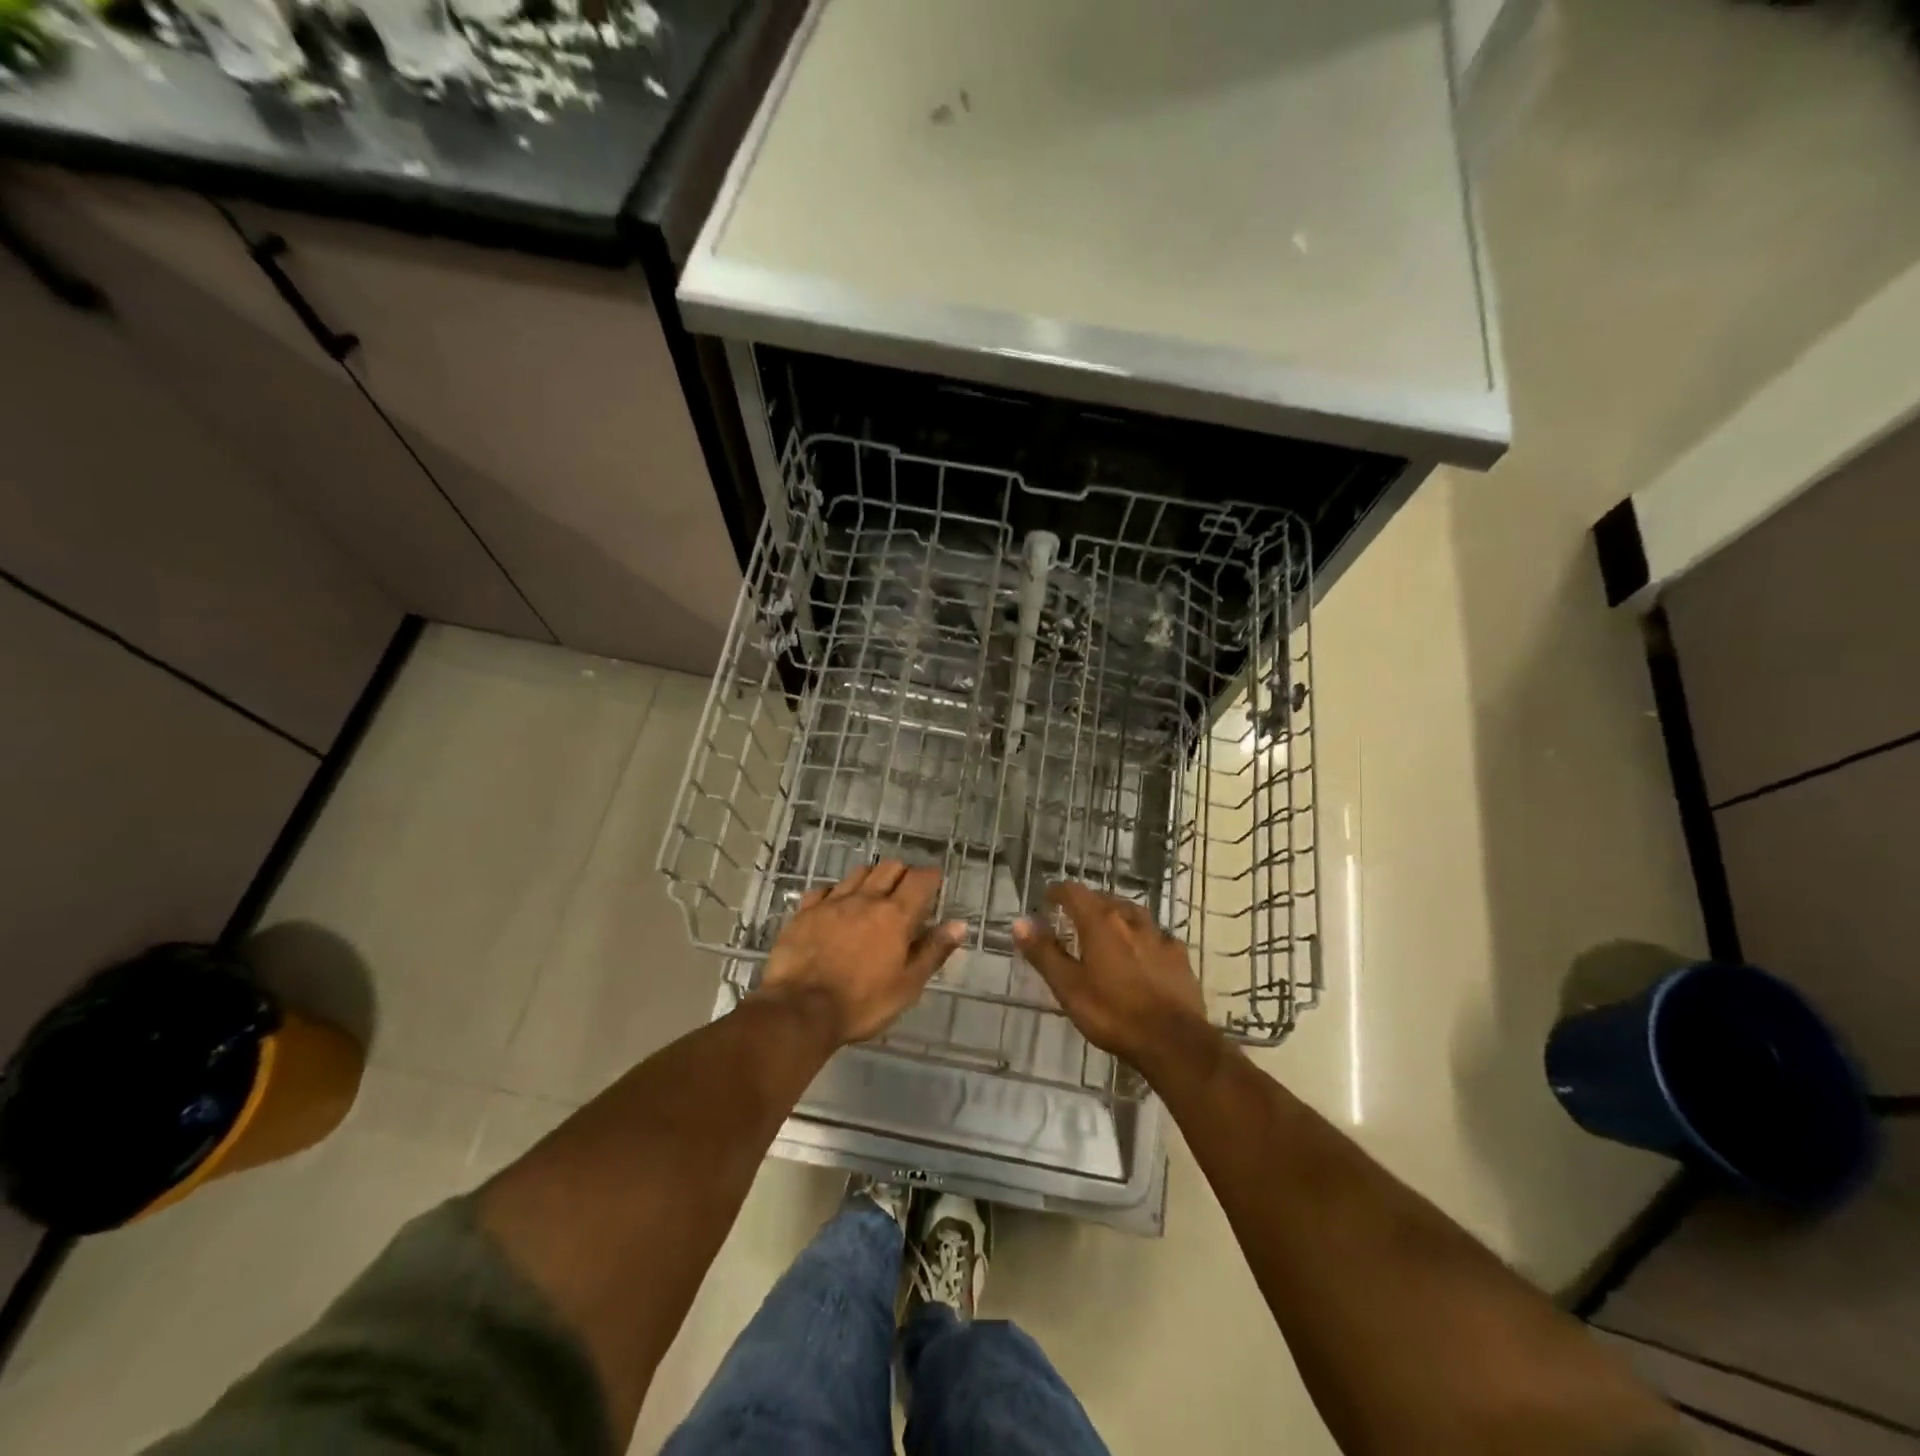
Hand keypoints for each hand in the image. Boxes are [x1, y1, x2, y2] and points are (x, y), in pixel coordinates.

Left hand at [757, 860, 966, 1045]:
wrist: (799, 1010)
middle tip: (906, 892)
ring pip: (858, 873)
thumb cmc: (861, 1003)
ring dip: (871, 878)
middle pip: (889, 867)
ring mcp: (832, 902)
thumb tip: (959, 924)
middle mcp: (865, 899)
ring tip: (873, 896)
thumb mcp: (907, 986)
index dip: (931, 877)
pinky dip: (835, 893)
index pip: (920, 880)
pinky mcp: (804, 912)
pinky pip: (824, 890)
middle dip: (903, 873)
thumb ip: (933, 951)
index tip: (935, 885)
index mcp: (895, 915)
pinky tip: (835, 907)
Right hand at [1014, 882, 1211, 1072]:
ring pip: (1134, 914)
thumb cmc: (1113, 1013)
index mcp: (1100, 922)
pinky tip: (1144, 953)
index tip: (1048, 898)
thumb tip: (1020, 922)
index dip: (1058, 891)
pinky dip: (1144, 938)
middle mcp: (1130, 920)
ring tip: (1108, 930)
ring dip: (1117, 916)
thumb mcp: (1068, 987)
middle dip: (1087, 904)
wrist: (1173, 1042)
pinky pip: (1157, 937)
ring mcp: (1159, 937)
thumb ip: (1044, 952)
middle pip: (1105, 899)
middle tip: (1074, 918)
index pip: (1074, 892)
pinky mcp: (1179, 957)